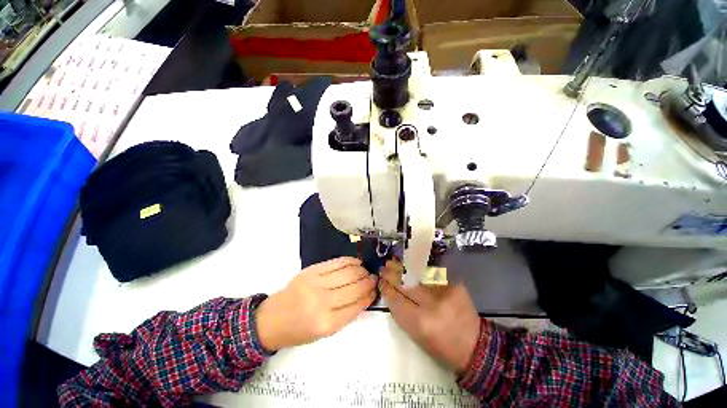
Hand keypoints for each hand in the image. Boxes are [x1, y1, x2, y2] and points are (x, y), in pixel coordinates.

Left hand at [255, 257, 376, 350]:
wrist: (271, 319)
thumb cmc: (298, 331)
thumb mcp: (324, 332)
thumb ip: (346, 315)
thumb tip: (364, 297)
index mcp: (327, 323)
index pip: (356, 306)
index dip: (369, 296)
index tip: (375, 290)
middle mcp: (322, 302)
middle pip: (354, 287)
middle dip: (368, 282)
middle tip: (374, 279)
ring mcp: (316, 283)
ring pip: (347, 273)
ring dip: (361, 271)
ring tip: (366, 271)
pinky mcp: (311, 271)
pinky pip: (336, 263)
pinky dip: (349, 261)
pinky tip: (356, 262)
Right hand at [380, 260, 480, 374]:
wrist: (474, 345)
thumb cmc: (441, 346)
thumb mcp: (416, 336)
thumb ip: (401, 313)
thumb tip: (389, 291)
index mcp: (420, 323)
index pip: (396, 300)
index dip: (386, 289)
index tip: (380, 282)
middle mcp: (432, 305)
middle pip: (405, 283)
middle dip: (392, 274)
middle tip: (384, 268)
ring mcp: (444, 291)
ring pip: (417, 273)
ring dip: (403, 266)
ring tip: (393, 262)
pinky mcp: (454, 284)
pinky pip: (431, 271)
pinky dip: (418, 267)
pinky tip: (410, 262)